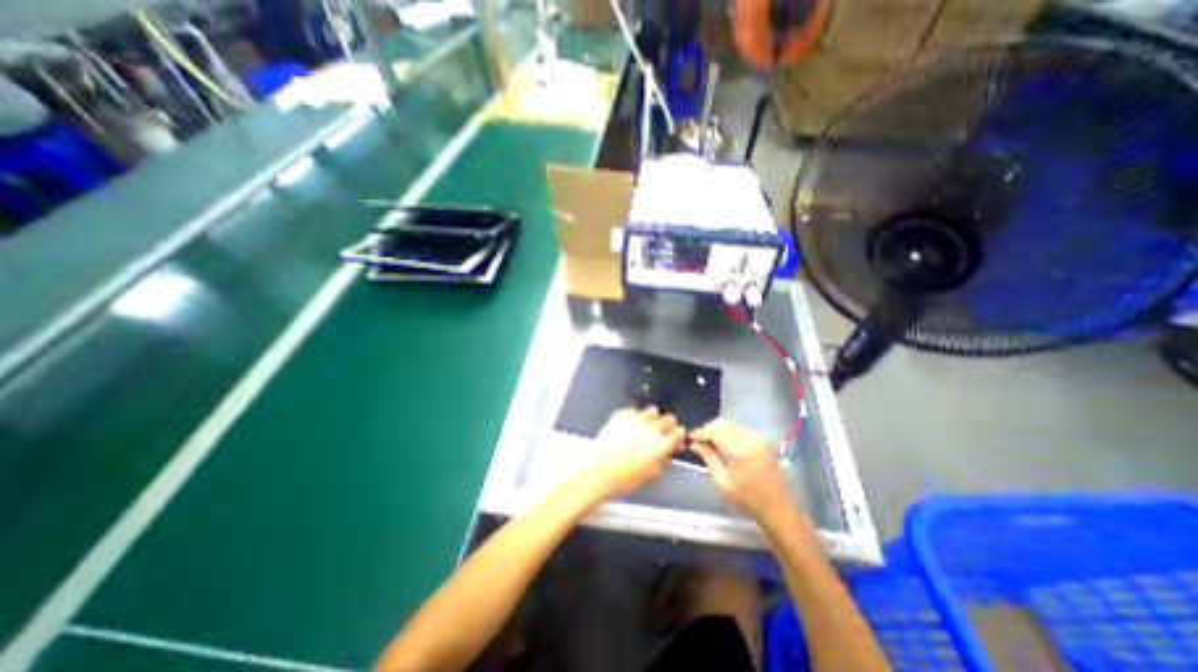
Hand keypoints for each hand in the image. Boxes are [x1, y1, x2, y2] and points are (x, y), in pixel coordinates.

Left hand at [589, 406, 681, 495]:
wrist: (601, 471)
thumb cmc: (628, 477)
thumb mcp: (653, 471)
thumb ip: (666, 455)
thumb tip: (673, 446)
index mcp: (661, 444)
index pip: (679, 431)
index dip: (678, 435)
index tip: (676, 437)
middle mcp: (651, 428)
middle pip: (668, 418)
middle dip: (668, 425)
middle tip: (662, 431)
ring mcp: (635, 419)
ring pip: (652, 411)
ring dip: (652, 418)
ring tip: (646, 425)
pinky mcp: (621, 415)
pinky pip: (633, 411)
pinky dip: (634, 416)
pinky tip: (630, 425)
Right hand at [687, 420, 796, 524]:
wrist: (779, 509)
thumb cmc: (747, 500)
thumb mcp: (722, 482)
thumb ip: (708, 458)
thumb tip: (694, 443)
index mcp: (739, 450)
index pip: (714, 431)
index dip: (700, 432)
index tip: (690, 438)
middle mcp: (750, 438)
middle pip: (722, 424)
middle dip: (708, 429)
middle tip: (698, 441)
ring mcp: (759, 437)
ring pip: (731, 425)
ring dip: (718, 430)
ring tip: (709, 443)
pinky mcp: (763, 440)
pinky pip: (740, 429)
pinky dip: (728, 433)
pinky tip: (723, 444)